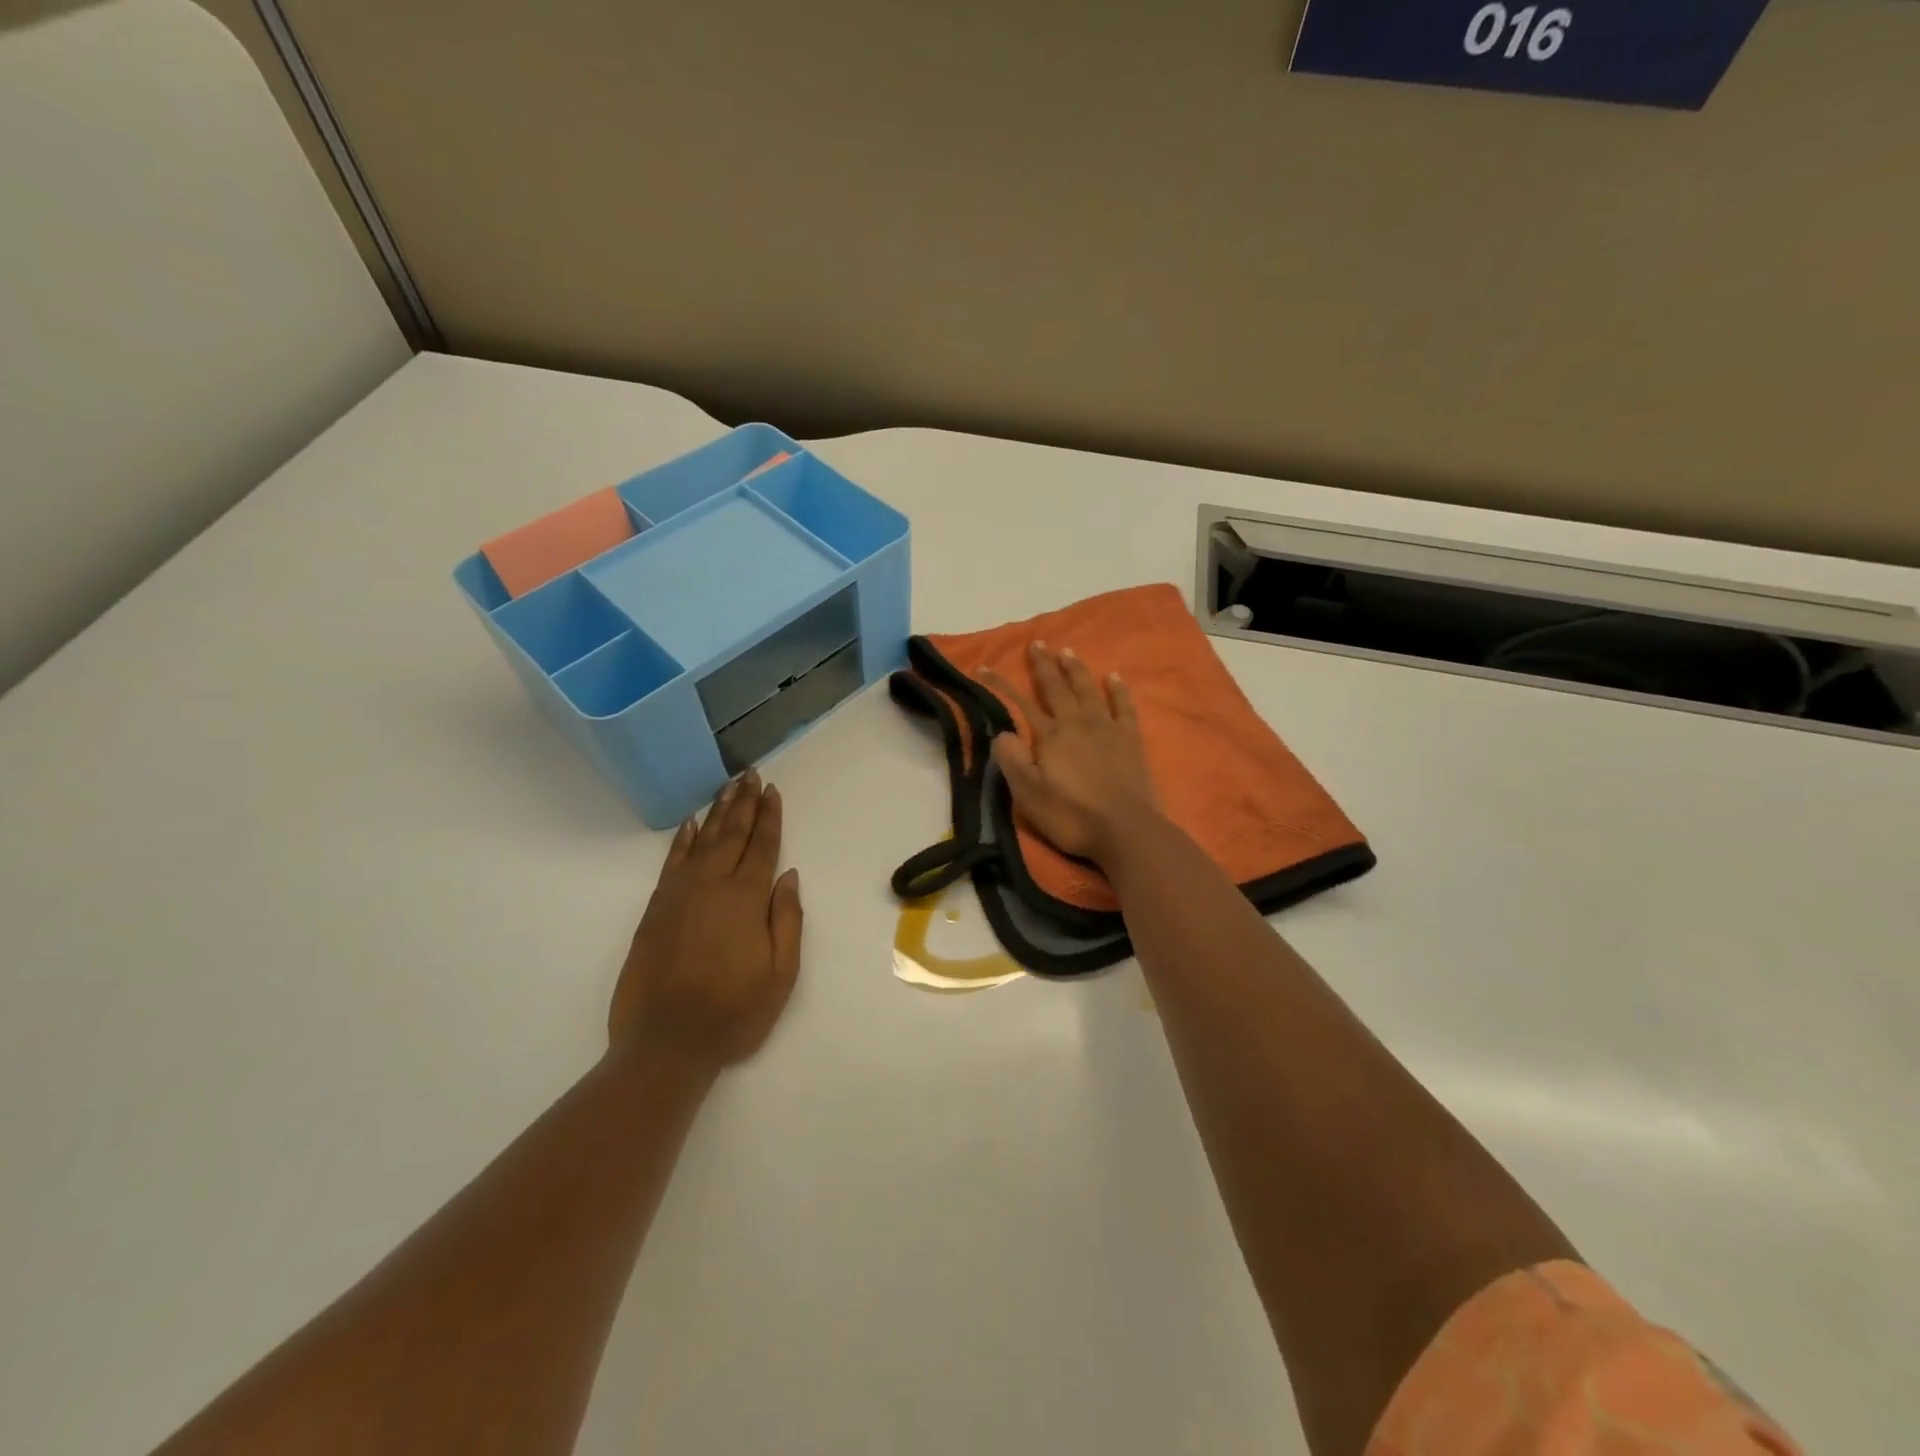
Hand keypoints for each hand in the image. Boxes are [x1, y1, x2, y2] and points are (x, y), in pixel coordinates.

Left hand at [609, 770, 802, 1076]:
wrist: (665, 1043)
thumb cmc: (734, 1012)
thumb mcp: (780, 974)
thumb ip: (787, 919)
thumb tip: (788, 875)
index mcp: (745, 899)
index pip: (761, 846)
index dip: (769, 816)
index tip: (772, 790)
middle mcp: (711, 886)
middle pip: (731, 834)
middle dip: (743, 802)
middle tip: (750, 774)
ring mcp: (679, 895)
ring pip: (701, 841)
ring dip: (716, 812)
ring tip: (727, 786)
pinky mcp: (655, 910)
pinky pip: (671, 862)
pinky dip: (682, 840)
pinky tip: (690, 824)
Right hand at [985, 641, 1159, 865]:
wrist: (1125, 829)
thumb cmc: (1071, 815)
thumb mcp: (1028, 794)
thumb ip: (1012, 760)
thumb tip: (1002, 732)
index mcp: (1050, 736)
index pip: (1021, 703)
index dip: (1002, 684)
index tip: (986, 666)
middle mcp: (1077, 723)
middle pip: (1057, 688)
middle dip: (1044, 665)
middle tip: (1037, 643)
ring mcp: (1107, 728)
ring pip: (1088, 690)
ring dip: (1076, 670)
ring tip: (1067, 651)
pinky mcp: (1130, 739)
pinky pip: (1123, 706)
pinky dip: (1117, 689)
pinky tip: (1113, 677)